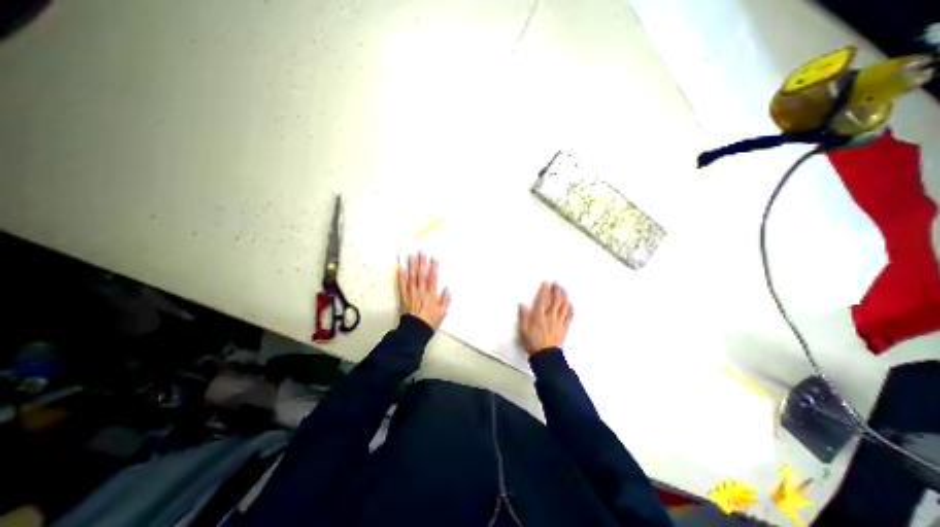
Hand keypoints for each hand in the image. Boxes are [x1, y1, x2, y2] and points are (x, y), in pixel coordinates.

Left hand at [399, 252, 450, 329]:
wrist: (416, 329)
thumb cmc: (431, 320)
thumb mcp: (443, 311)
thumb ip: (446, 299)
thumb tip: (448, 288)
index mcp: (431, 294)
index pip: (432, 278)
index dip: (433, 267)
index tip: (434, 258)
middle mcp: (421, 291)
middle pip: (421, 274)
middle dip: (421, 262)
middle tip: (421, 252)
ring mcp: (411, 293)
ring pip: (411, 277)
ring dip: (411, 266)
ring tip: (411, 256)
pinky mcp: (404, 297)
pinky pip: (402, 285)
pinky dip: (401, 277)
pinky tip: (400, 268)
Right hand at [522, 283, 571, 356]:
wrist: (545, 355)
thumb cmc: (533, 343)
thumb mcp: (523, 329)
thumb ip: (523, 316)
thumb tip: (522, 305)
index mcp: (539, 316)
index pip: (543, 299)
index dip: (545, 289)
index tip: (546, 283)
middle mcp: (550, 317)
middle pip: (556, 300)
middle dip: (557, 290)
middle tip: (557, 284)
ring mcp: (559, 322)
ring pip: (564, 307)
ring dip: (564, 297)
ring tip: (564, 291)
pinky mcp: (564, 328)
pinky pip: (569, 316)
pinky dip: (570, 309)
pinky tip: (570, 305)